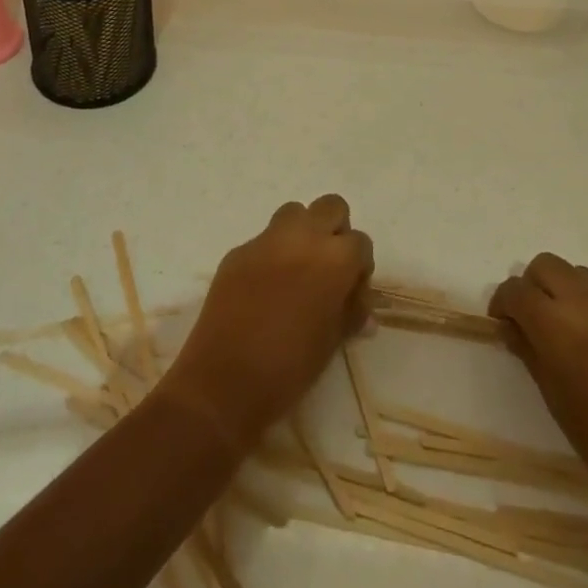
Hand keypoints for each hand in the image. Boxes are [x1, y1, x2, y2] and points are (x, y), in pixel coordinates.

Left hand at [162, 195, 373, 453]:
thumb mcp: (332, 342)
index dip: (359, 267)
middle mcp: (303, 237)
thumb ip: (351, 313)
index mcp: (333, 259)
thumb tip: (362, 308)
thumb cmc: (290, 367)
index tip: (350, 294)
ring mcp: (266, 239)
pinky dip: (272, 254)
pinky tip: (264, 288)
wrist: (225, 379)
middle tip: (328, 270)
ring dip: (303, 233)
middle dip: (335, 232)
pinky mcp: (238, 250)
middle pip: (331, 207)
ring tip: (297, 272)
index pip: (360, 242)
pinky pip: (264, 240)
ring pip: (295, 213)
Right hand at [491, 254, 587, 541]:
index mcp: (557, 324)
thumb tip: (514, 328)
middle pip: (545, 266)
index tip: (502, 326)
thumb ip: (532, 355)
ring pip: (577, 274)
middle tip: (531, 324)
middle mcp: (586, 302)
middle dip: (531, 287)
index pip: (516, 290)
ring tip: (565, 332)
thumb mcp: (559, 405)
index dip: (503, 304)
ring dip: (562, 290)